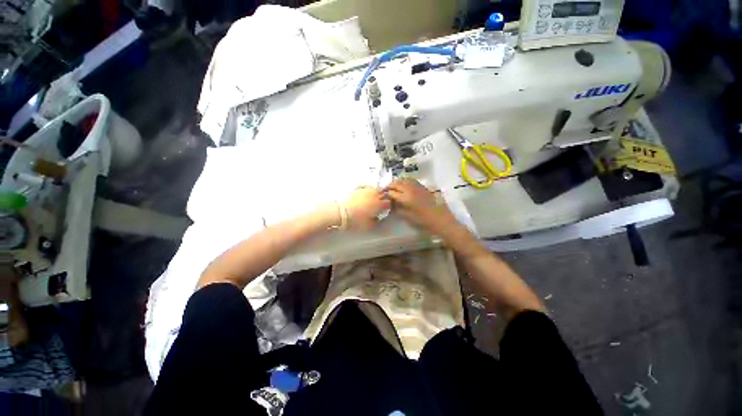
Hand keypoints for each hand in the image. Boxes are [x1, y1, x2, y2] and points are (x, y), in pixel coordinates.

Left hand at [341, 187, 390, 230]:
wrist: (341, 212)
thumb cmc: (355, 220)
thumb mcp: (369, 226)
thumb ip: (376, 221)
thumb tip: (378, 219)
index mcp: (379, 204)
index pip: (388, 203)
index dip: (388, 207)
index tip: (386, 210)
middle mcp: (374, 195)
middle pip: (383, 194)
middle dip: (384, 199)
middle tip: (381, 204)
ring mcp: (366, 190)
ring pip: (375, 189)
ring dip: (377, 193)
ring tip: (373, 199)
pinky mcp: (357, 189)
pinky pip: (366, 187)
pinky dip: (367, 189)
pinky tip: (366, 193)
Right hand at [386, 178, 457, 234]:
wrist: (440, 219)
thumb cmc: (423, 221)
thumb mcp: (408, 217)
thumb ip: (398, 209)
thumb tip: (391, 204)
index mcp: (405, 198)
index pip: (391, 192)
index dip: (385, 194)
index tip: (382, 196)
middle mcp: (410, 189)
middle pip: (396, 184)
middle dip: (389, 186)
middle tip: (385, 190)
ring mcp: (417, 186)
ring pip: (403, 180)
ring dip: (396, 182)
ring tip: (393, 187)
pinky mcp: (423, 187)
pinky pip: (411, 180)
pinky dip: (405, 180)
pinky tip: (403, 184)